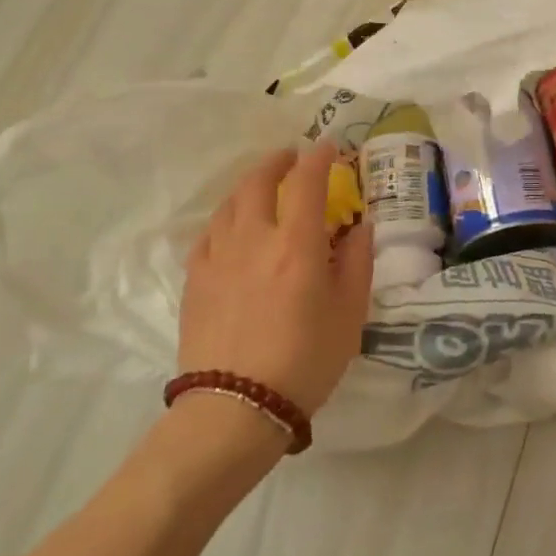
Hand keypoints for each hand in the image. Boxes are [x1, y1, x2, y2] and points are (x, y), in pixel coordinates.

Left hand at [178, 141, 374, 416]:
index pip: (306, 182)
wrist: (237, 407)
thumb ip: (356, 262)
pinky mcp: (196, 279)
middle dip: (277, 162)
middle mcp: (254, 239)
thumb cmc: (306, 360)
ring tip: (263, 187)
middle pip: (258, 182)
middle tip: (292, 159)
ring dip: (249, 185)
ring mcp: (218, 257)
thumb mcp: (350, 313)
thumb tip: (359, 226)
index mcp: (297, 245)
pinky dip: (226, 217)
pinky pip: (209, 232)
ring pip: (229, 203)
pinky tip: (233, 226)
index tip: (328, 148)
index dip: (318, 158)